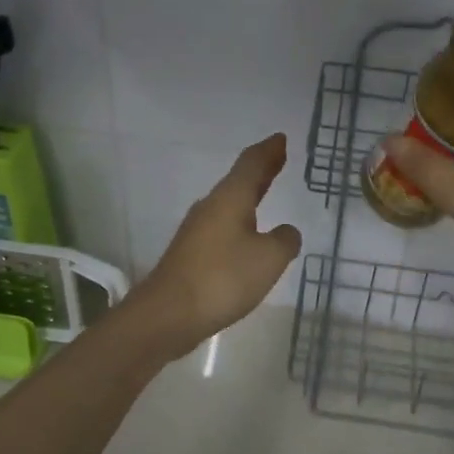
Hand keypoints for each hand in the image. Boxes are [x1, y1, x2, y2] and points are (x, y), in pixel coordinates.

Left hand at [126, 133, 302, 355]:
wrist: (167, 314)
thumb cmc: (223, 278)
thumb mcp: (269, 258)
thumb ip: (285, 240)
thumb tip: (285, 232)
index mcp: (230, 198)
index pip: (252, 164)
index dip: (269, 151)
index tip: (281, 139)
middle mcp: (211, 207)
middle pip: (239, 180)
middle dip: (261, 169)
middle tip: (278, 158)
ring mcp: (198, 230)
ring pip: (229, 203)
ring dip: (249, 194)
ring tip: (266, 191)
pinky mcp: (192, 254)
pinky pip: (223, 225)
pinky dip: (240, 219)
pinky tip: (247, 234)